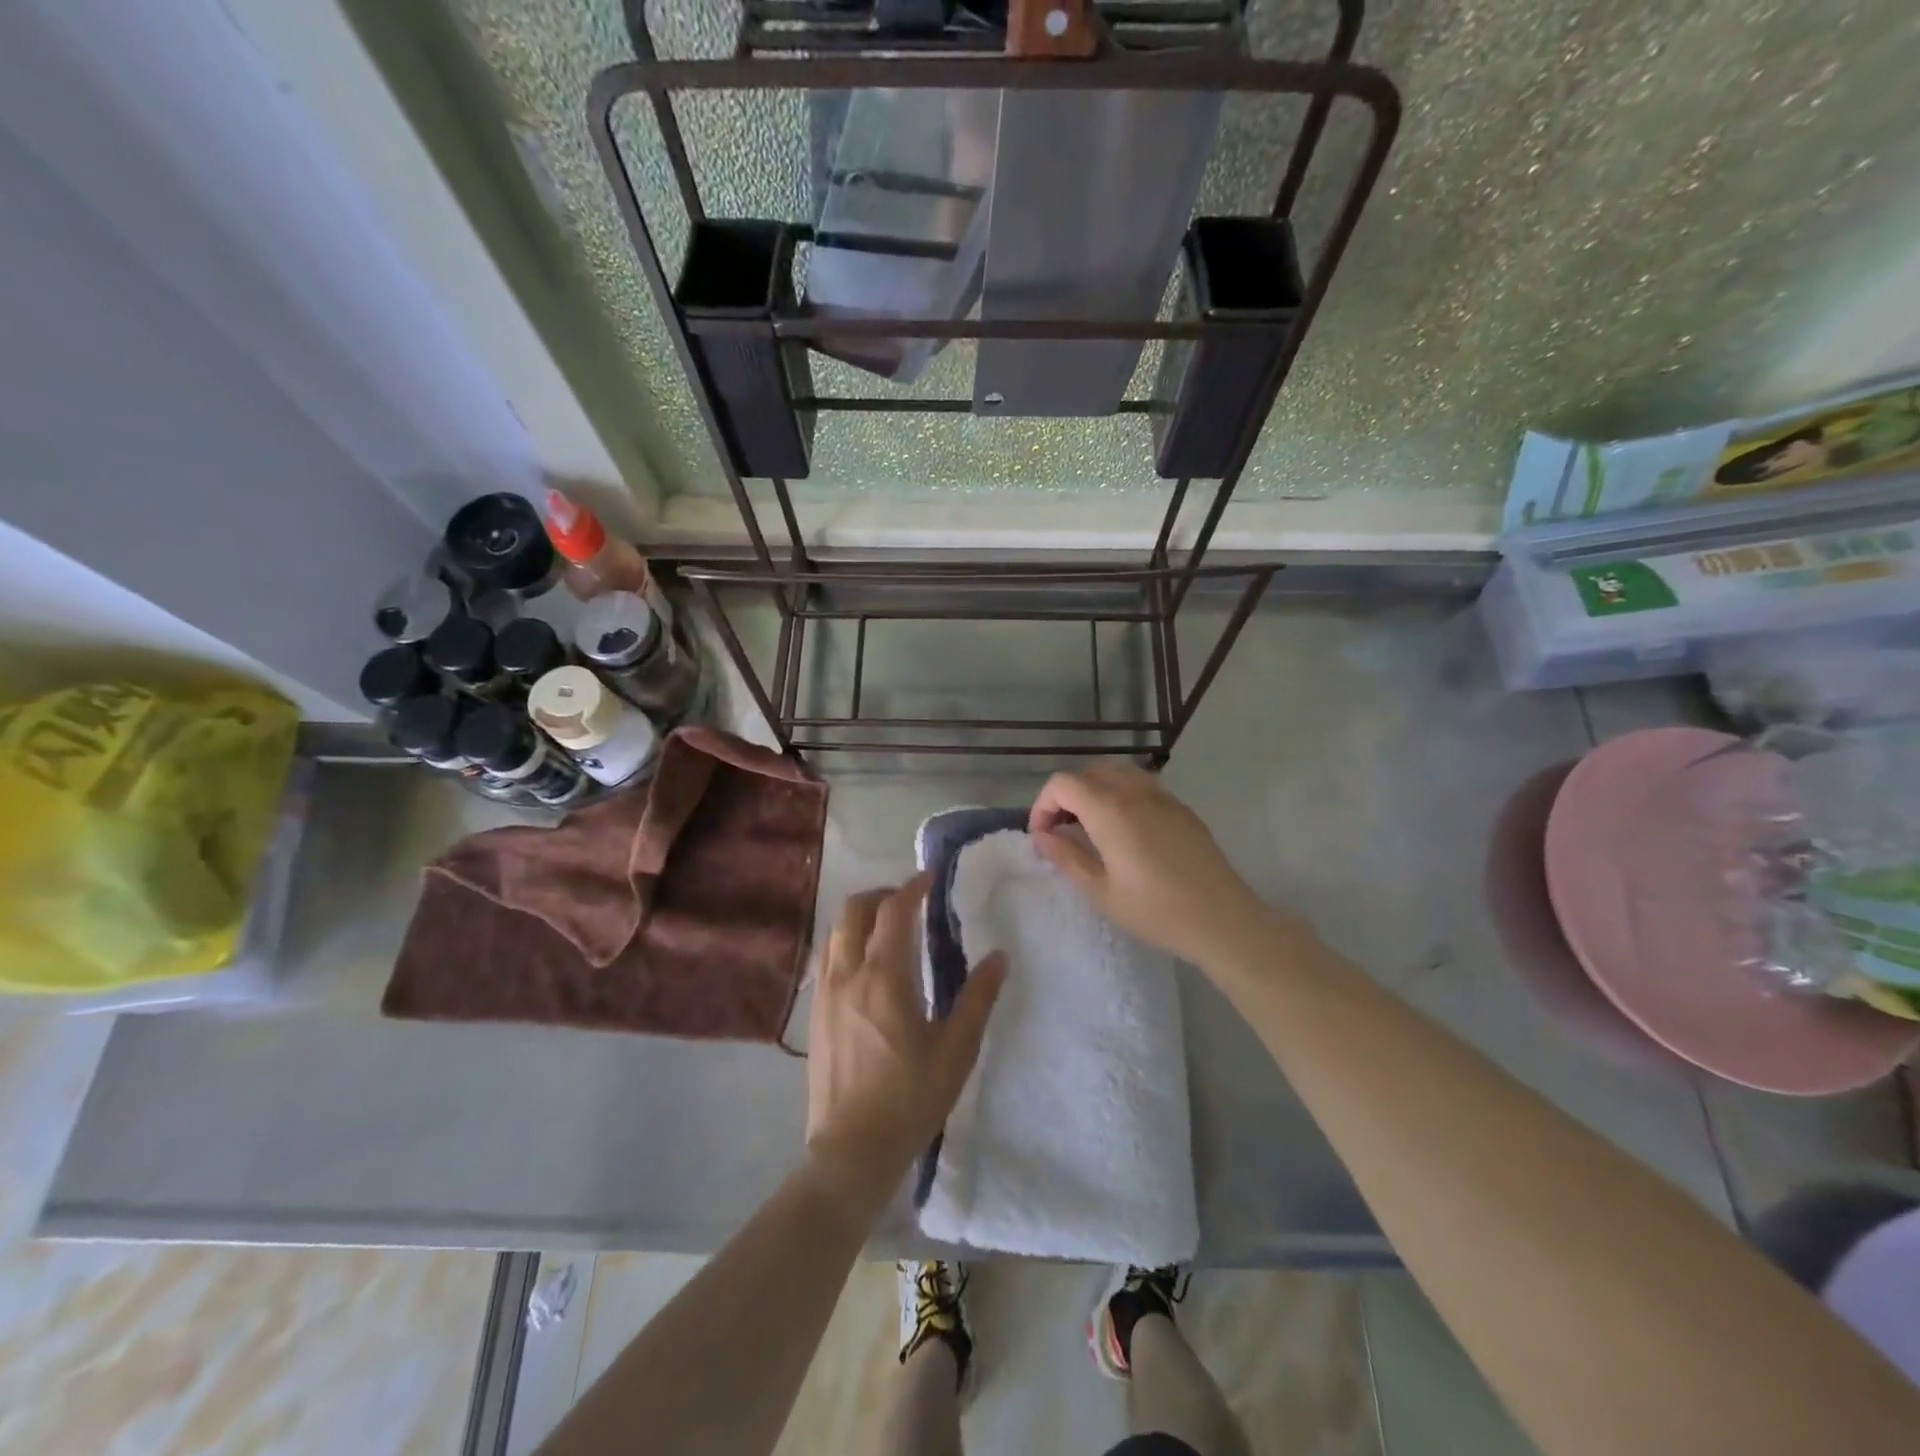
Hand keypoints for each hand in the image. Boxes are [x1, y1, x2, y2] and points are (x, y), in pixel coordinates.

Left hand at [804, 875, 1006, 1206]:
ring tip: (888, 928)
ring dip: (860, 916)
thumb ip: (977, 998)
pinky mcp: (815, 1013)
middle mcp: (848, 974)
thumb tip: (999, 956)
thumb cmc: (910, 1099)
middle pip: (854, 910)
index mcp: (884, 978)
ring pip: (835, 931)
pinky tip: (865, 964)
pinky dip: (846, 941)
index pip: (893, 912)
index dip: (912, 888)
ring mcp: (825, 993)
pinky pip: (827, 957)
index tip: (930, 880)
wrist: (851, 1151)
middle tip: (909, 901)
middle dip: (882, 895)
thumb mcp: (956, 1050)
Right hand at [1029, 761, 1279, 969]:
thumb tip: (1042, 836)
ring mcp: (1163, 796)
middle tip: (1062, 830)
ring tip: (1090, 825)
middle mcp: (1135, 791)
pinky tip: (1124, 829)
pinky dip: (1120, 794)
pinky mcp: (1181, 807)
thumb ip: (1066, 857)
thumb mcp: (1101, 892)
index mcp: (1110, 810)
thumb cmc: (1156, 911)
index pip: (1062, 783)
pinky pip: (1141, 784)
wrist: (1223, 920)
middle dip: (1066, 795)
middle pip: (1088, 772)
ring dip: (1093, 790)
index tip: (1043, 835)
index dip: (1043, 804)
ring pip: (1116, 772)